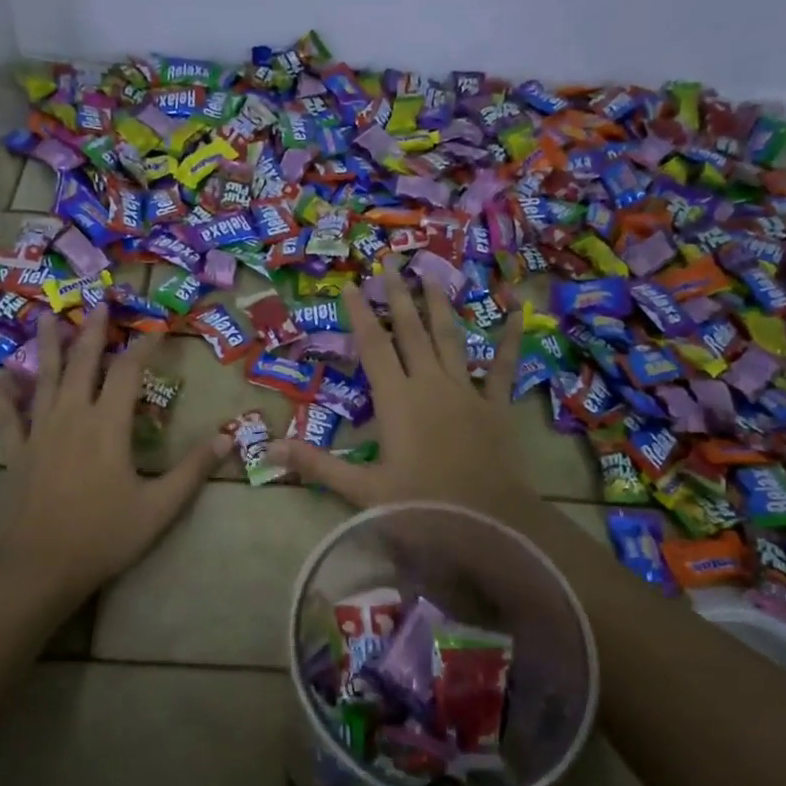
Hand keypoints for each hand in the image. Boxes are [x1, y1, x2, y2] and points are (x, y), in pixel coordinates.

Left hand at [0, 307, 229, 614]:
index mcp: (107, 426)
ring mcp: (37, 433)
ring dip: (48, 346)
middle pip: (82, 363)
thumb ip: (192, 470)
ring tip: (47, 316)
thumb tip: (230, 438)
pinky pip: (6, 415)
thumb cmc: (101, 537)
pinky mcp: (14, 453)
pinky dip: (4, 394)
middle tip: (96, 301)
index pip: (128, 372)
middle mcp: (71, 417)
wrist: (33, 568)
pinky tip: (0, 378)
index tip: (155, 326)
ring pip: (43, 378)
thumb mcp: (159, 508)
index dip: (143, 345)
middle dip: (92, 330)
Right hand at [267, 282, 546, 526]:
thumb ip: (317, 466)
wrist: (489, 524)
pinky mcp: (496, 406)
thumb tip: (268, 449)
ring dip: (440, 306)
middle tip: (391, 261)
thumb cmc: (422, 508)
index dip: (360, 315)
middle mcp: (431, 384)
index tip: (352, 284)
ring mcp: (467, 392)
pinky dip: (509, 340)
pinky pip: (504, 366)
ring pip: (451, 339)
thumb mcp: (363, 490)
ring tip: (434, 274)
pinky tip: (517, 313)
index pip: (373, 348)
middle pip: (411, 332)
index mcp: (397, 400)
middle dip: (399, 295)